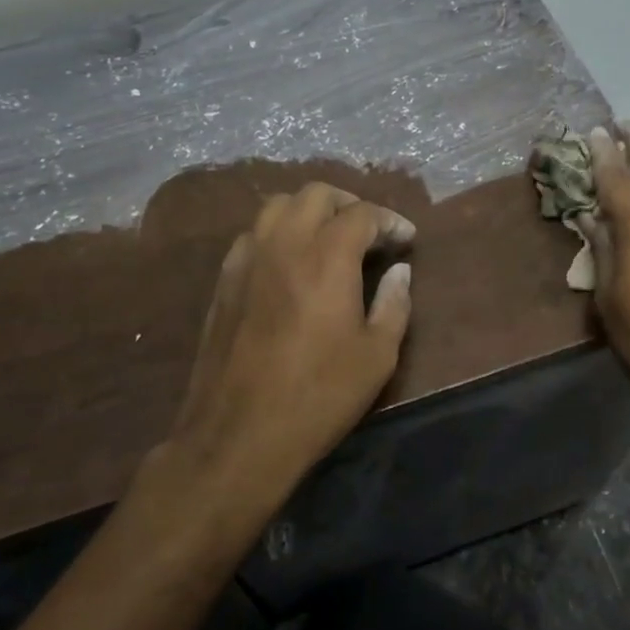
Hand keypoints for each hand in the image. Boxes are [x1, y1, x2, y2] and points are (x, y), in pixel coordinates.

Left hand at [161, 182, 414, 521]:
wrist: (238, 435)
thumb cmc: (318, 396)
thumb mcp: (377, 356)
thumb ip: (394, 304)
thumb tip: (400, 272)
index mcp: (327, 257)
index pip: (363, 214)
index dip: (390, 222)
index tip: (406, 241)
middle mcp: (284, 244)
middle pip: (316, 194)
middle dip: (349, 204)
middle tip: (370, 233)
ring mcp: (247, 259)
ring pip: (277, 206)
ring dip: (309, 212)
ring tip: (329, 239)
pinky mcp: (224, 280)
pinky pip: (253, 234)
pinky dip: (278, 233)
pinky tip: (290, 263)